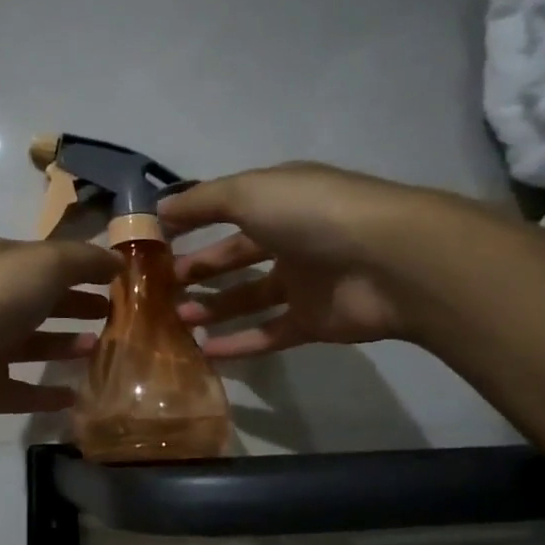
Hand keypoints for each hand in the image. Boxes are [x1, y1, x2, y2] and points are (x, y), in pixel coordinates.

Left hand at [0, 236, 120, 446]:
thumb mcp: (44, 264)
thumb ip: (83, 260)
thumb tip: (116, 260)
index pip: (44, 258)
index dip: (81, 265)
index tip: (119, 277)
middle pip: (38, 300)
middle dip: (74, 303)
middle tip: (113, 313)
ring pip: (30, 344)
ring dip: (64, 345)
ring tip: (99, 349)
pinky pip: (21, 391)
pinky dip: (46, 394)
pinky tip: (76, 396)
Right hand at [161, 162, 439, 357]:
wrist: (390, 262)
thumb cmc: (312, 215)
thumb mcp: (248, 193)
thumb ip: (202, 202)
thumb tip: (159, 209)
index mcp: (279, 200)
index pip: (227, 209)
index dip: (191, 223)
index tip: (154, 242)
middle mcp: (291, 237)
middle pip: (235, 255)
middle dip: (198, 269)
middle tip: (160, 288)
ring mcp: (304, 281)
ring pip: (249, 296)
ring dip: (213, 307)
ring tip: (176, 319)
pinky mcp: (313, 321)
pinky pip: (269, 333)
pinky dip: (239, 343)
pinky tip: (205, 351)